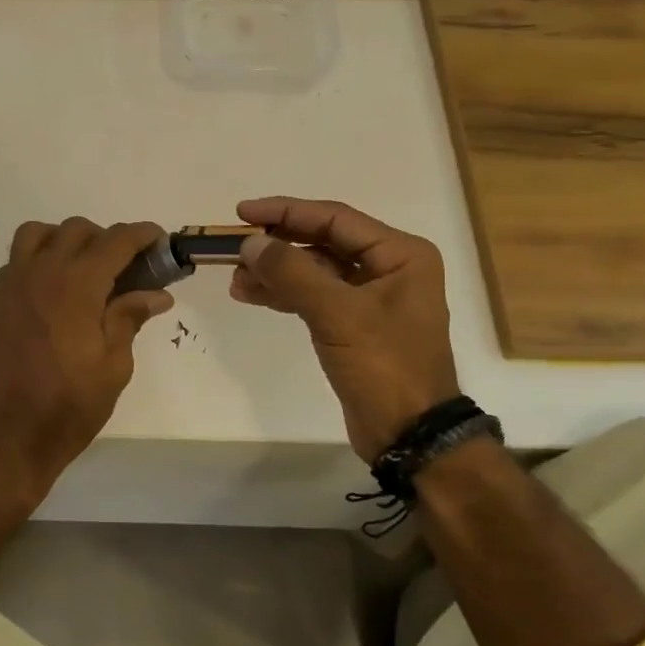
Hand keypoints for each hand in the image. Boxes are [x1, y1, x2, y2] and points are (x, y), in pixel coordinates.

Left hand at [0, 218, 173, 495]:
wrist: (10, 435)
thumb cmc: (69, 405)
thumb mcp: (114, 366)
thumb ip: (130, 318)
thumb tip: (157, 293)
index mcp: (77, 285)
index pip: (115, 241)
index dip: (142, 235)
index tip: (159, 241)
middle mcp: (42, 272)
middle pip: (77, 230)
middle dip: (108, 239)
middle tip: (128, 268)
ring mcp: (14, 284)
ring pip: (39, 233)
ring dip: (66, 240)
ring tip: (86, 269)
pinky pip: (18, 258)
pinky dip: (39, 257)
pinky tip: (55, 288)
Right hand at [231, 196, 459, 460]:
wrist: (409, 433)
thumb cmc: (384, 366)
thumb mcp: (338, 314)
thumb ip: (292, 273)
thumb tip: (249, 243)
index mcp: (400, 254)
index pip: (334, 219)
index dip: (286, 212)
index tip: (243, 213)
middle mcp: (389, 268)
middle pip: (323, 242)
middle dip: (278, 245)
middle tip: (234, 248)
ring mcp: (371, 297)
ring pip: (314, 270)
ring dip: (276, 272)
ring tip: (235, 278)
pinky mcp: (354, 324)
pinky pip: (314, 296)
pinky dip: (284, 294)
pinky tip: (252, 295)